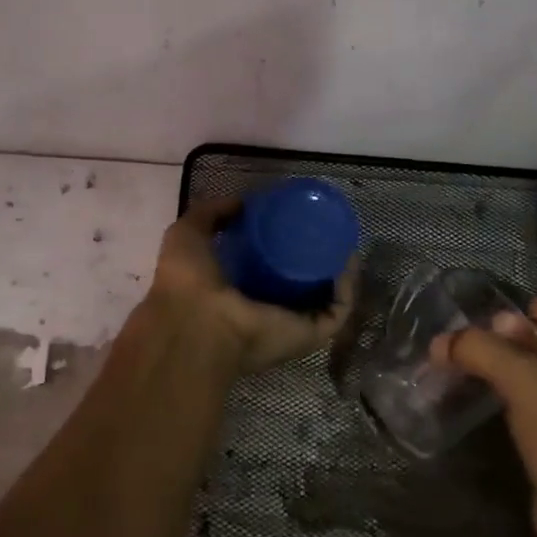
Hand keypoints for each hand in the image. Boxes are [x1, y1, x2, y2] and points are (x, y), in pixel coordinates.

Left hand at [148, 197, 355, 374]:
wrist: (198, 323)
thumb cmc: (188, 281)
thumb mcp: (189, 234)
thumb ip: (212, 214)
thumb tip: (243, 201)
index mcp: (236, 295)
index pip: (265, 273)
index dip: (281, 248)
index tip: (295, 222)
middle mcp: (265, 313)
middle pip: (299, 287)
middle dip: (315, 261)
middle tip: (326, 231)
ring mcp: (290, 326)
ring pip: (325, 299)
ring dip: (338, 273)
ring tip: (344, 241)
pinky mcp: (310, 334)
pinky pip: (338, 310)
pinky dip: (348, 287)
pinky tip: (348, 258)